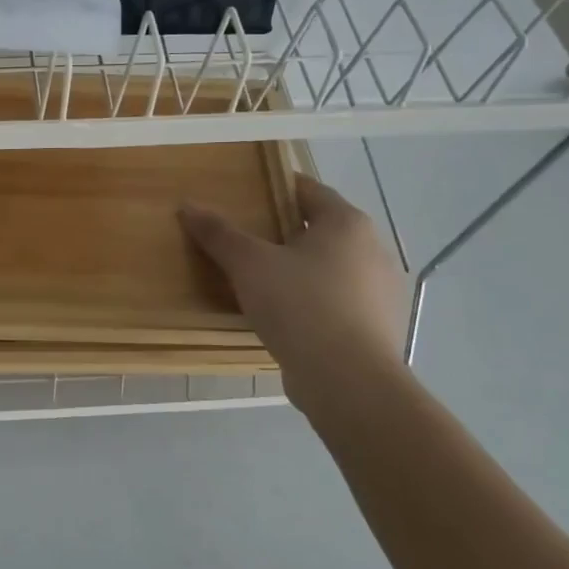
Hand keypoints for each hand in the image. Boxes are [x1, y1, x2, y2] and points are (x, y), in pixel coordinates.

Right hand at [180, 174, 406, 404]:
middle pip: (322, 230)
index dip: (278, 188)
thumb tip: (187, 205)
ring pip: (332, 268)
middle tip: (247, 239)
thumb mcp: (249, 264)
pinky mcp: (378, 328)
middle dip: (287, 232)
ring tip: (261, 281)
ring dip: (301, 270)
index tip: (249, 194)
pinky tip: (286, 317)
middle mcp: (372, 250)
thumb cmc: (300, 306)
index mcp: (347, 224)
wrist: (348, 381)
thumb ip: (219, 234)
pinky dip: (314, 302)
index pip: (310, 190)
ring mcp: (381, 292)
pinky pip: (338, 302)